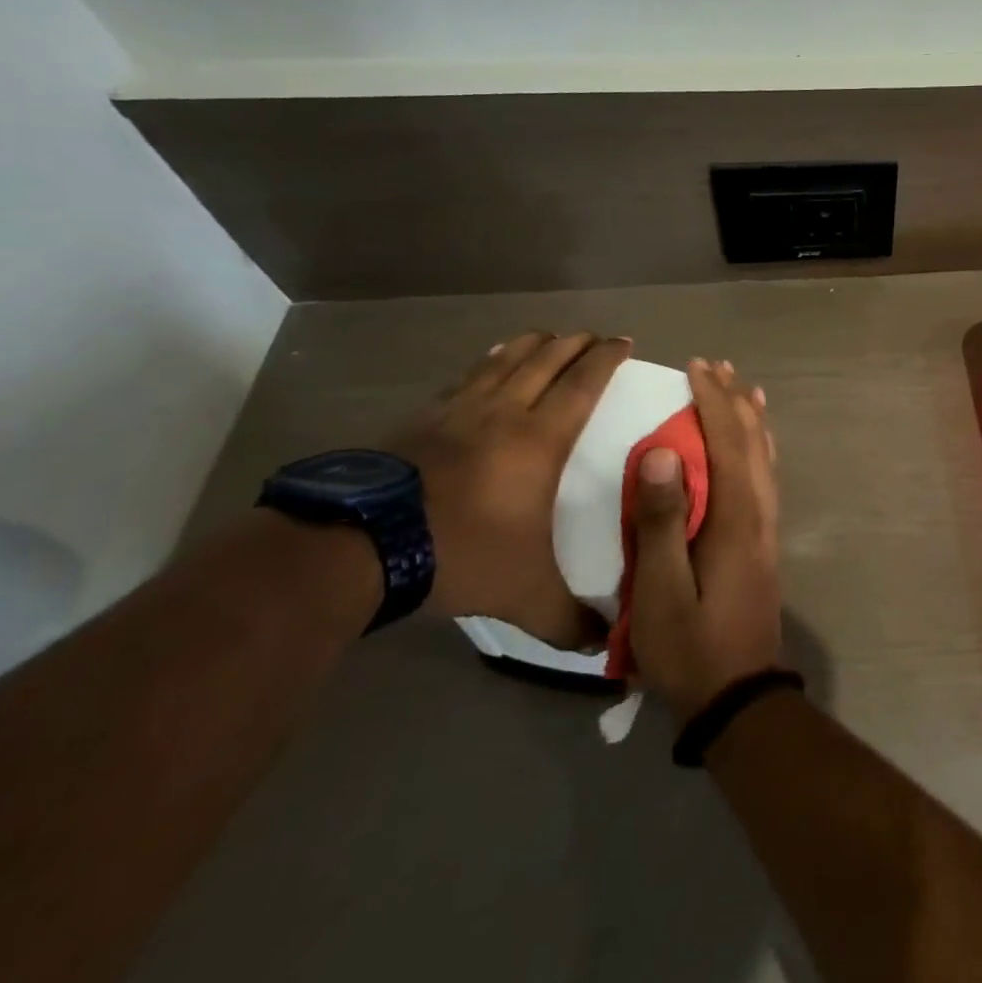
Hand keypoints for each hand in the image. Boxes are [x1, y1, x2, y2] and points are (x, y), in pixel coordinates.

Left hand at [391, 331, 630, 646]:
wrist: (358, 547)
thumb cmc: (459, 555)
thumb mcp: (522, 594)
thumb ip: (567, 618)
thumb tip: (604, 644)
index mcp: (540, 438)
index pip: (583, 382)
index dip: (607, 357)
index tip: (623, 341)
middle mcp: (504, 411)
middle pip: (547, 358)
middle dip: (575, 342)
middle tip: (593, 337)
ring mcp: (458, 410)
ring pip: (505, 359)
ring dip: (532, 344)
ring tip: (547, 339)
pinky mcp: (421, 419)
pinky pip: (467, 377)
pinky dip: (488, 363)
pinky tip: (488, 367)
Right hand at [629, 360, 782, 720]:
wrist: (739, 696)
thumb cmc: (690, 648)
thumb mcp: (660, 592)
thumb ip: (661, 521)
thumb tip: (663, 450)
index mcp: (735, 517)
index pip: (727, 441)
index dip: (712, 400)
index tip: (695, 367)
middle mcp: (759, 511)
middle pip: (752, 440)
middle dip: (734, 399)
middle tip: (714, 366)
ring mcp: (766, 526)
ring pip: (764, 455)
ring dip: (750, 417)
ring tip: (739, 388)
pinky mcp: (763, 541)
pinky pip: (764, 475)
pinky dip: (758, 446)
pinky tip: (752, 445)